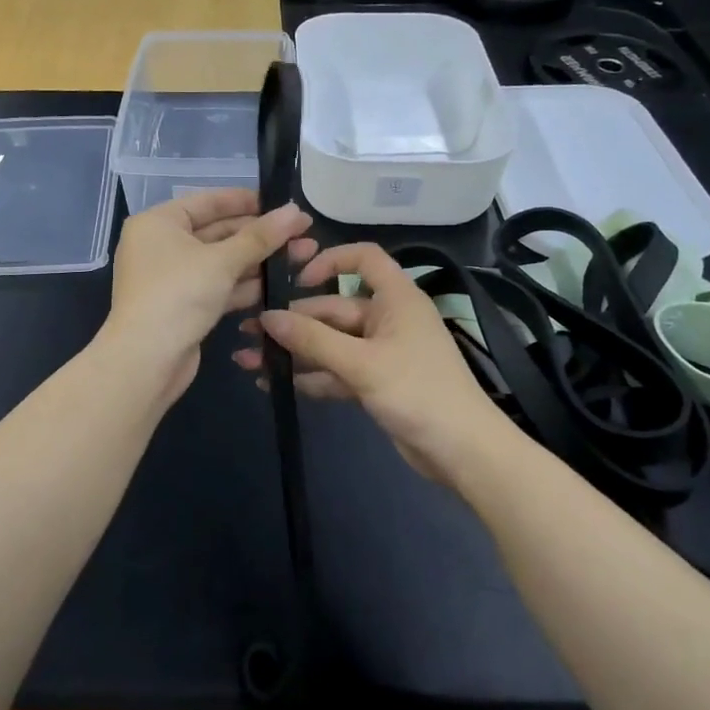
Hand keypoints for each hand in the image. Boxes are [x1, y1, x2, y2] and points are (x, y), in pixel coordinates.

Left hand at [103, 188, 314, 406]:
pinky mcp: (184, 306)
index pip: (207, 201)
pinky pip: (218, 286)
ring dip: (259, 260)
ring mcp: (172, 279)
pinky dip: (245, 284)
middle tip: (303, 231)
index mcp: (158, 223)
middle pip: (217, 232)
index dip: (246, 201)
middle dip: (260, 234)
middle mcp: (161, 246)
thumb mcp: (222, 261)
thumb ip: (260, 236)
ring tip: (304, 254)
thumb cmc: (178, 295)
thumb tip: (295, 211)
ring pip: (222, 262)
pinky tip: (281, 282)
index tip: (281, 202)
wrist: (146, 361)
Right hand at [234, 241, 507, 482]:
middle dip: (292, 322)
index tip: (296, 279)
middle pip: (333, 309)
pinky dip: (310, 376)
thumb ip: (312, 340)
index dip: (330, 261)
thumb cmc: (417, 391)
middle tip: (248, 333)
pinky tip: (274, 384)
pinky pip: (336, 371)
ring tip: (248, 361)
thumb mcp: (361, 363)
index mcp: (395, 298)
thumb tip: (267, 317)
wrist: (461, 450)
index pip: (363, 259)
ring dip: (294, 352)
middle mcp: (387, 319)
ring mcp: (381, 352)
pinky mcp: (375, 382)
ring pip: (330, 344)